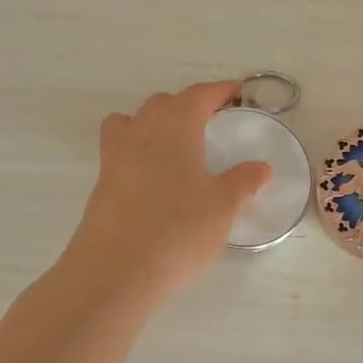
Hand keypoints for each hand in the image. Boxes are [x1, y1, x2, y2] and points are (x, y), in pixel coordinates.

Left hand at [61, 81, 270, 312]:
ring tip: (175, 145)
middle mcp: (141, 131)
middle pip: (163, 104)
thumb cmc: (178, 230)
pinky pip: (121, 151)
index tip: (236, 93)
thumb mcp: (222, 207)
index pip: (198, 95)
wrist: (115, 271)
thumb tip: (261, 167)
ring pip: (133, 122)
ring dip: (154, 123)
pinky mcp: (101, 184)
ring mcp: (115, 156)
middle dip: (187, 106)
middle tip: (211, 123)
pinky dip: (138, 151)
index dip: (219, 91)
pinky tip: (154, 179)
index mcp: (175, 126)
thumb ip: (242, 182)